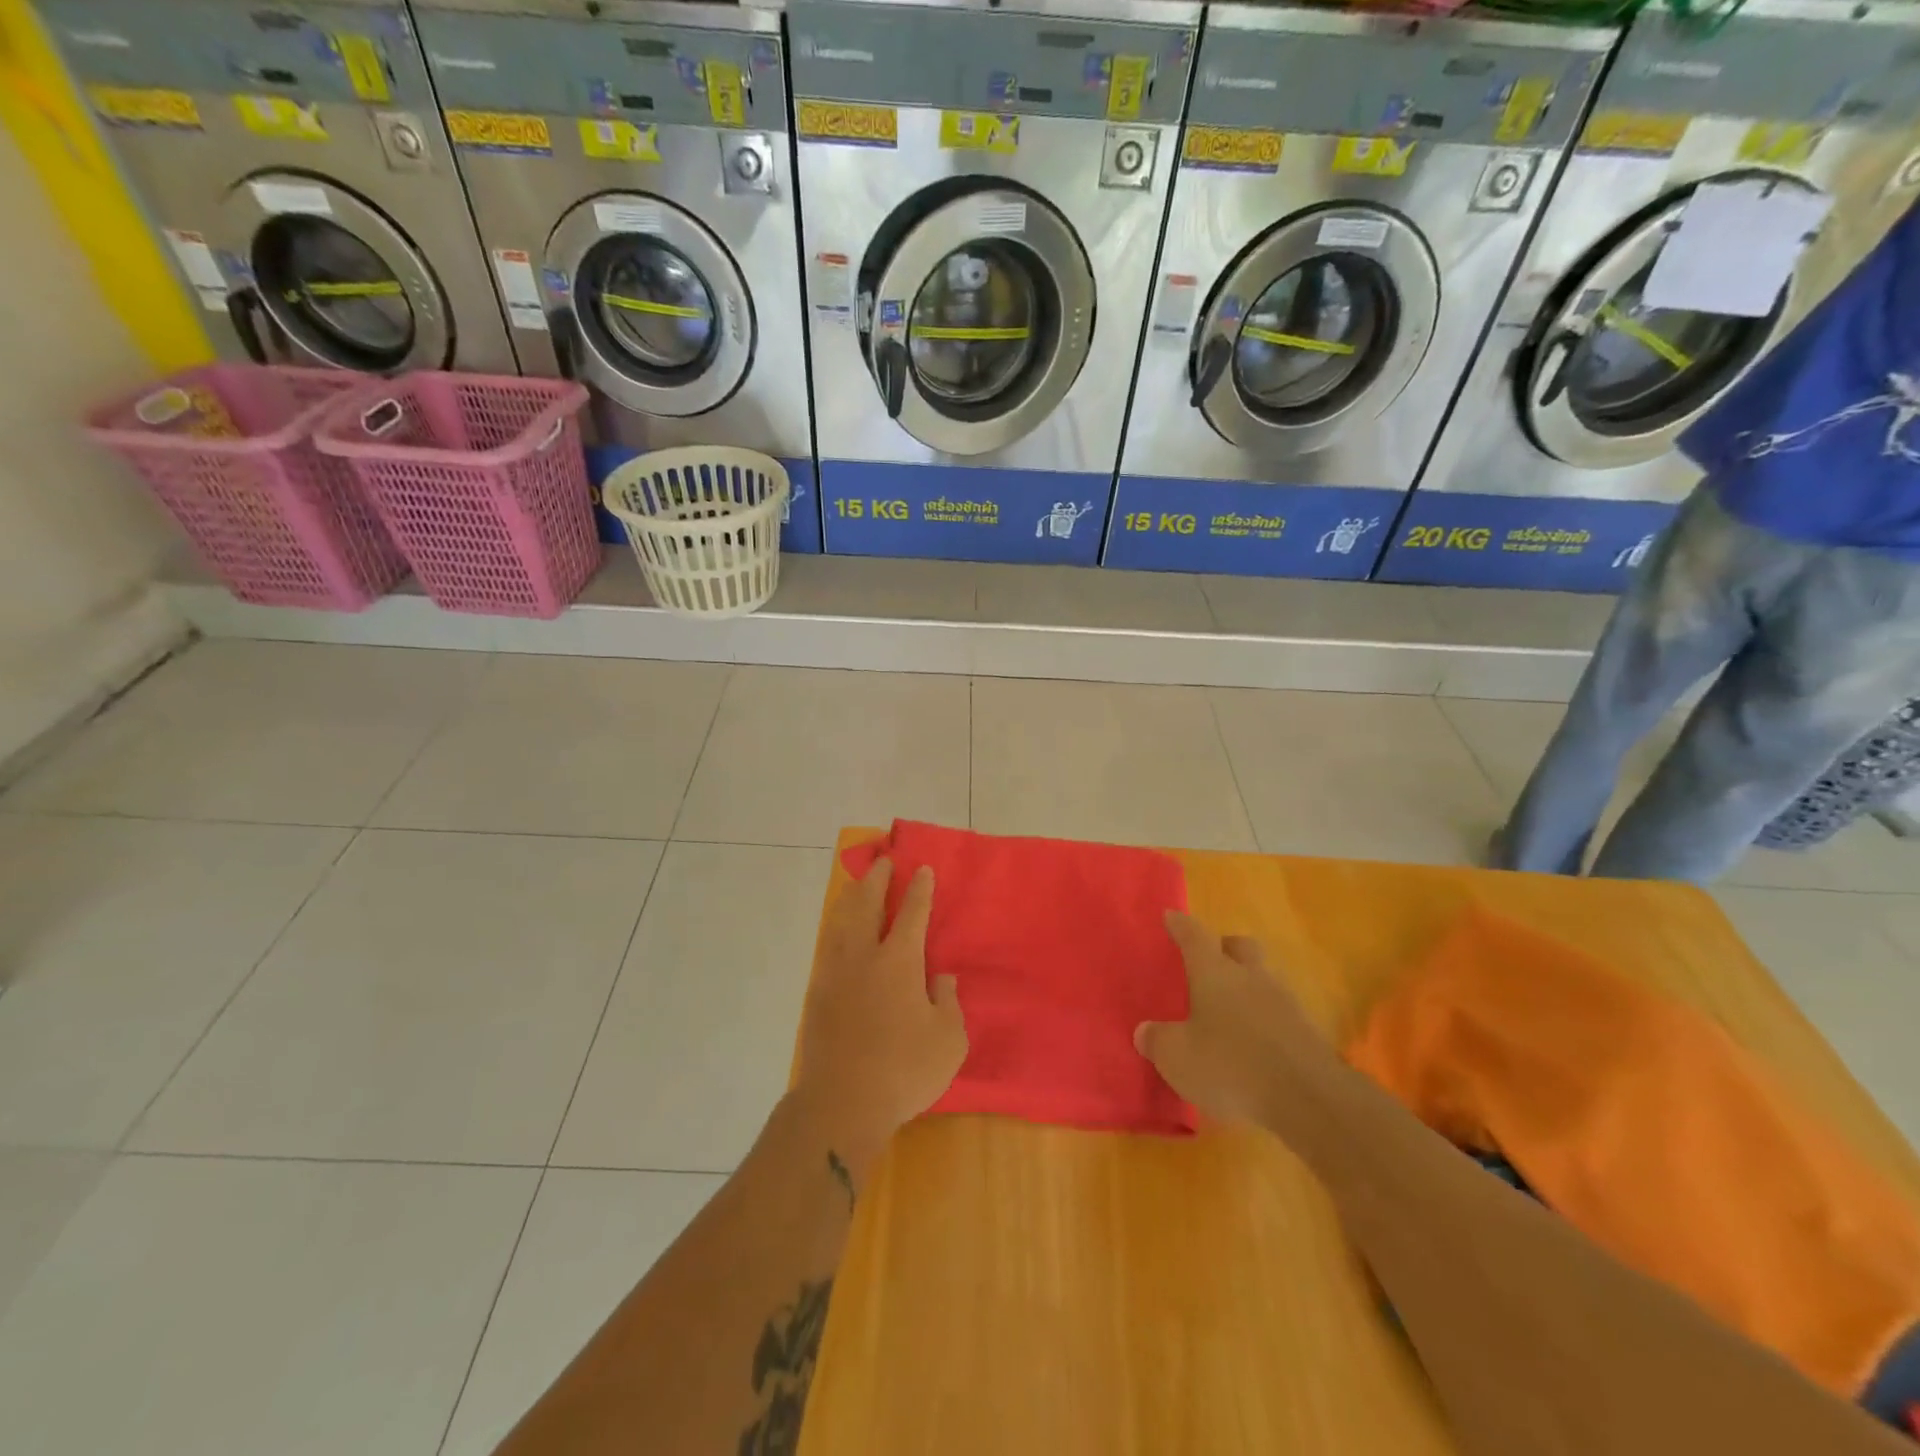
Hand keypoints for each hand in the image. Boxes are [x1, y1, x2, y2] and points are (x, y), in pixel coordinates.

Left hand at [792, 859, 967, 1185]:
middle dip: (878, 880)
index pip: (912, 914)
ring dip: (853, 897)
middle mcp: (864, 956)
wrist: (841, 1103)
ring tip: (859, 885)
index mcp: (898, 961)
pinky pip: (828, 945)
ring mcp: (835, 973)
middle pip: (868, 905)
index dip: (919, 889)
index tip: (922, 869)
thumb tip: (941, 978)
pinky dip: (836, 927)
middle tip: (884, 861)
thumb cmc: (903, 1071)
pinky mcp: (818, 994)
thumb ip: (947, 1002)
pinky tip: (838, 930)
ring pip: (842, 921)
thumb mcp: (947, 1040)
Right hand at [1136, 912, 1328, 1128]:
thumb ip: (1158, 1040)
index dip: (1180, 925)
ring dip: (1246, 987)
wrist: (1309, 1101)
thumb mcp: (1177, 1058)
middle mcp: (1251, 977)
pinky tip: (1252, 1045)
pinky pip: (1278, 1014)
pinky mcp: (1307, 1034)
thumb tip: (1146, 1031)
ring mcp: (1284, 1003)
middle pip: (1240, 947)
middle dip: (1223, 948)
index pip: (1194, 936)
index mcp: (1215, 972)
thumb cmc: (1231, 1066)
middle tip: (1207, 961)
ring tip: (1228, 1011)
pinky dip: (1263, 1021)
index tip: (1171, 915)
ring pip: (1262, 979)